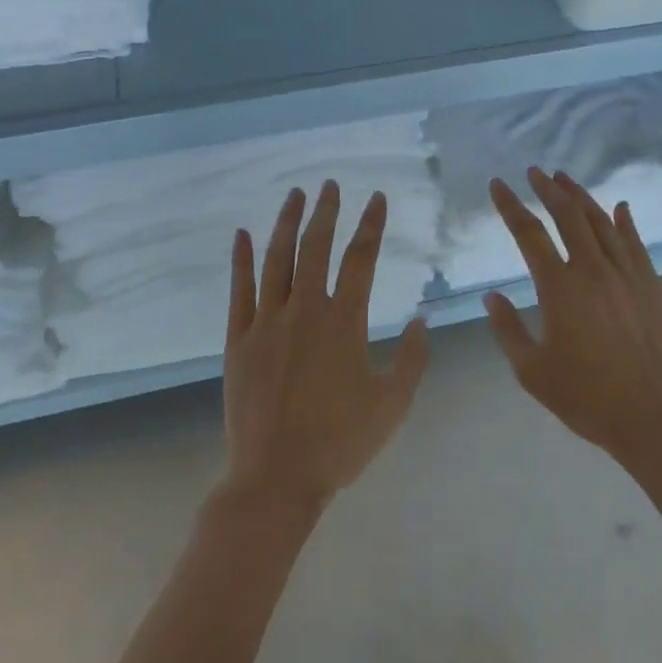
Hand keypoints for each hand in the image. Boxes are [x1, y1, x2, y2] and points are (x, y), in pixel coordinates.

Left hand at [222, 181, 430, 514]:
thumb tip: (423, 318)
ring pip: (277, 259)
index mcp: (344, 322)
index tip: (377, 198)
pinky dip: (240, 259)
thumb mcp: (393, 404)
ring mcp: (267, 322)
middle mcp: (305, 310)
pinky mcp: (239, 339)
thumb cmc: (340, 443)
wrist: (276, 478)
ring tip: (295, 195)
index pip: (361, 259)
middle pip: (316, 247)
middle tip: (331, 184)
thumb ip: (413, 358)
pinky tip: (242, 234)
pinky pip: (239, 290)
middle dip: (326, 212)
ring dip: (287, 223)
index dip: (371, 225)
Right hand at [485, 168, 661, 468]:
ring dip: (581, 197)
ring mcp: (626, 275)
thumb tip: (492, 296)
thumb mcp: (532, 371)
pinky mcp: (650, 286)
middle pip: (568, 216)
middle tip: (534, 172)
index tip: (498, 185)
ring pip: (601, 222)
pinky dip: (624, 222)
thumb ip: (508, 330)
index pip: (529, 233)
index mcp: (560, 288)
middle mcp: (593, 270)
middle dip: (548, 189)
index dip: (510, 206)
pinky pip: (635, 243)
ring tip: (565, 179)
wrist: (653, 418)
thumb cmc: (586, 397)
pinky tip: (619, 208)